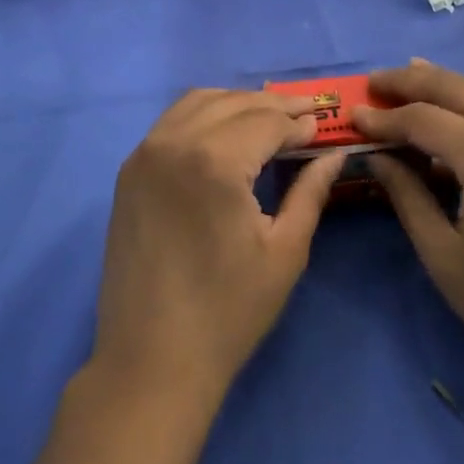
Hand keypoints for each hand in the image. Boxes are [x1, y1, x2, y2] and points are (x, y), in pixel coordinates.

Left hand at [92, 90, 342, 408]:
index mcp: (215, 161)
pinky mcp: (129, 171)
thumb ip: (311, 191)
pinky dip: (204, 113)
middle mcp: (174, 142)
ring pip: (199, 102)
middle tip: (306, 113)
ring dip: (238, 103)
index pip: (266, 121)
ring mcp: (145, 154)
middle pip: (234, 103)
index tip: (323, 124)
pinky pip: (172, 121)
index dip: (299, 122)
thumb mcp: (284, 251)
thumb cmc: (228, 312)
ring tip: (270, 118)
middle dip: (274, 105)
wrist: (150, 361)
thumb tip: (334, 153)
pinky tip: (225, 131)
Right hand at [352, 60, 463, 403]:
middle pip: (455, 88)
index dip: (384, 116)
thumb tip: (377, 157)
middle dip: (410, 81)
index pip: (423, 118)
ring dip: (440, 86)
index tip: (351, 115)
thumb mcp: (444, 255)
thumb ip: (407, 196)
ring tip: (403, 80)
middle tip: (372, 82)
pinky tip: (448, 112)